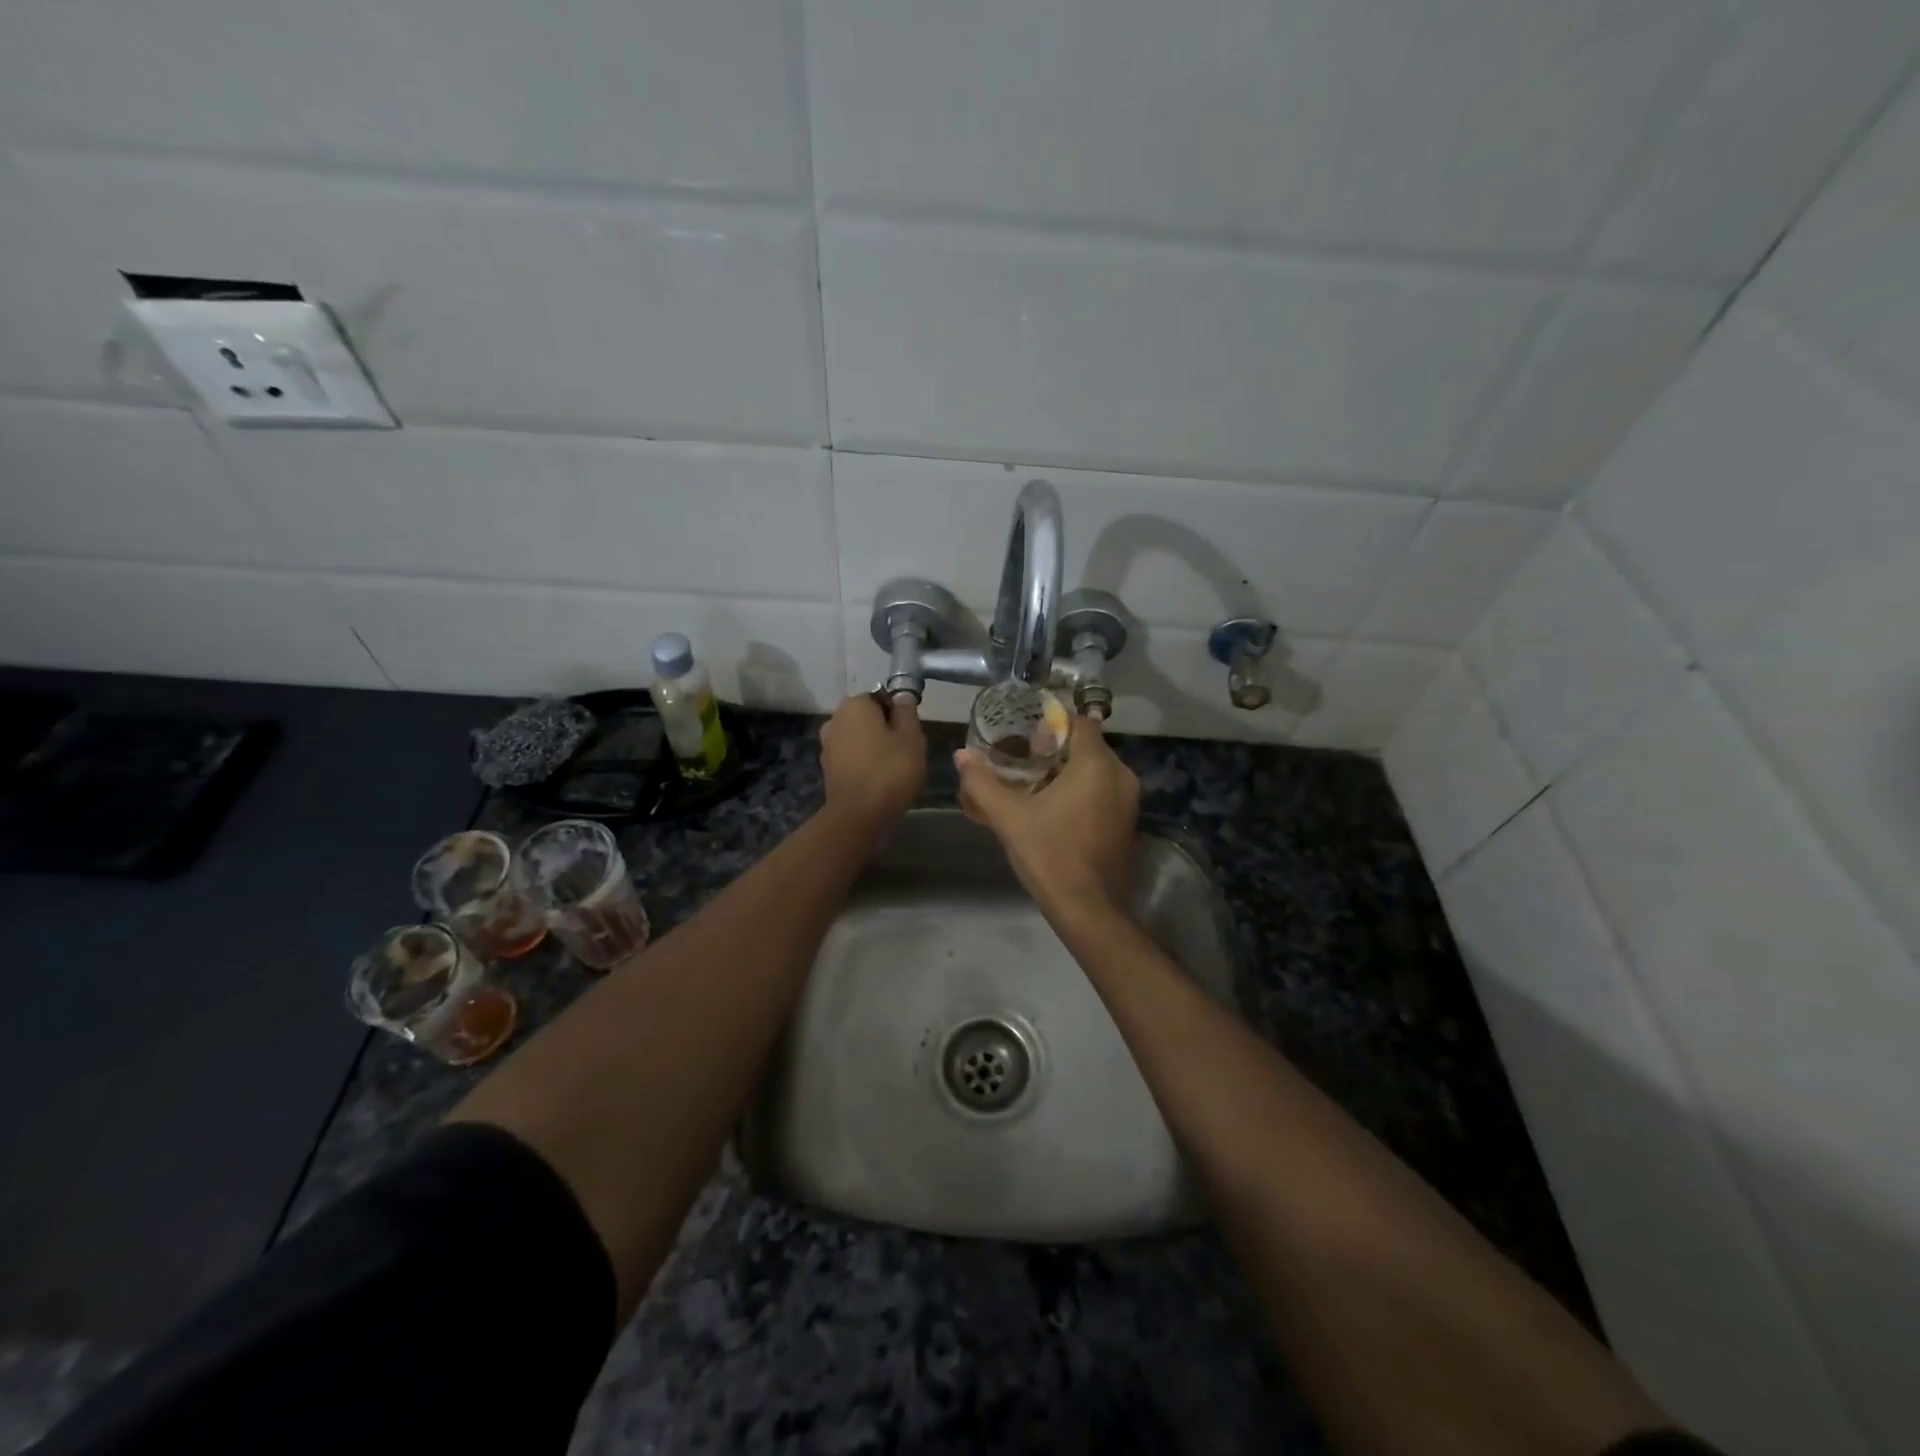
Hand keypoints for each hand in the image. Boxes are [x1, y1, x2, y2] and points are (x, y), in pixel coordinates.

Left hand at [820, 692, 925, 829]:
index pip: (881, 698)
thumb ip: (907, 711)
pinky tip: (877, 780)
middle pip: (868, 718)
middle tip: (905, 752)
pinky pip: (851, 757)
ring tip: (893, 769)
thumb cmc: (890, 770)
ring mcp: (827, 745)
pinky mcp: (827, 768)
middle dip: (885, 730)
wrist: (858, 815)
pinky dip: (863, 763)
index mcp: (855, 704)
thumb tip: (902, 695)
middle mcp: (835, 719)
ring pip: (859, 738)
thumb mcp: (911, 737)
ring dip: (874, 747)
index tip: (911, 734)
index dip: (899, 714)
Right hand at [955, 712, 1138, 914]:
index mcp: (1097, 765)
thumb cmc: (1050, 855)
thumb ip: (983, 783)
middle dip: (1058, 749)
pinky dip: (1083, 791)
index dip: (1053, 724)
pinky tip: (1055, 809)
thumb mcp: (1009, 818)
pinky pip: (1105, 792)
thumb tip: (962, 756)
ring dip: (1069, 771)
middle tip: (1023, 760)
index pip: (1081, 723)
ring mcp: (1129, 802)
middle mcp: (1121, 776)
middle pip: (1088, 746)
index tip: (1026, 736)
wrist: (1088, 910)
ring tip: (1034, 784)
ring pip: (1098, 771)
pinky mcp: (1128, 823)